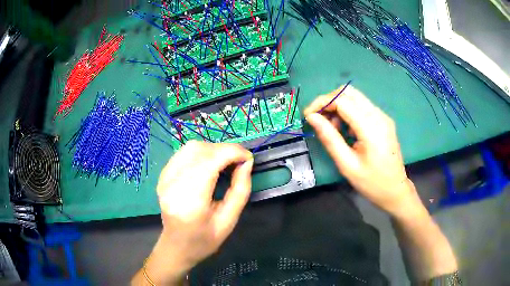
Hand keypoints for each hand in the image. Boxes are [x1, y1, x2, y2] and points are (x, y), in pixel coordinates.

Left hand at [144, 141, 252, 283]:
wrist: (177, 246)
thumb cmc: (204, 240)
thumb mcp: (229, 221)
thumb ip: (240, 190)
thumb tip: (246, 163)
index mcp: (190, 200)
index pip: (211, 161)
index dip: (233, 152)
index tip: (248, 158)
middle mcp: (173, 184)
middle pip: (200, 150)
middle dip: (225, 150)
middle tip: (239, 161)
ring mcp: (165, 178)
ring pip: (191, 147)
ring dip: (213, 149)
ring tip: (226, 161)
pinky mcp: (163, 175)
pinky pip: (183, 153)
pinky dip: (201, 153)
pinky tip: (209, 164)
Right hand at [304, 86, 420, 216]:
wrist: (395, 190)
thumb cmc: (371, 183)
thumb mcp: (347, 165)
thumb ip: (330, 138)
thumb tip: (312, 118)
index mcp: (371, 127)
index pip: (342, 100)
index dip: (321, 103)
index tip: (308, 116)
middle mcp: (379, 115)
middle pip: (349, 92)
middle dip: (329, 101)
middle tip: (318, 119)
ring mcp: (383, 116)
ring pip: (355, 97)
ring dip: (338, 106)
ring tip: (333, 128)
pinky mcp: (383, 120)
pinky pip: (362, 106)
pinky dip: (348, 111)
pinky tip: (346, 130)